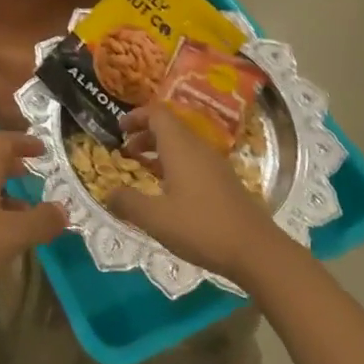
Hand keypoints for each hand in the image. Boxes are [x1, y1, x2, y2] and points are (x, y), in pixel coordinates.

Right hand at [107, 106, 287, 286]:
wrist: (255, 249)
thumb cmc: (201, 227)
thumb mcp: (156, 219)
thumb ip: (128, 203)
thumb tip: (107, 192)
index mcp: (180, 147)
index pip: (157, 113)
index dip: (136, 116)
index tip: (118, 129)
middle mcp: (198, 148)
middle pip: (169, 127)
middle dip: (144, 134)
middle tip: (125, 151)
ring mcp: (214, 164)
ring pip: (182, 144)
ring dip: (159, 150)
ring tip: (141, 168)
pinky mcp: (223, 181)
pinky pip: (193, 160)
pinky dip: (174, 164)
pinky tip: (167, 190)